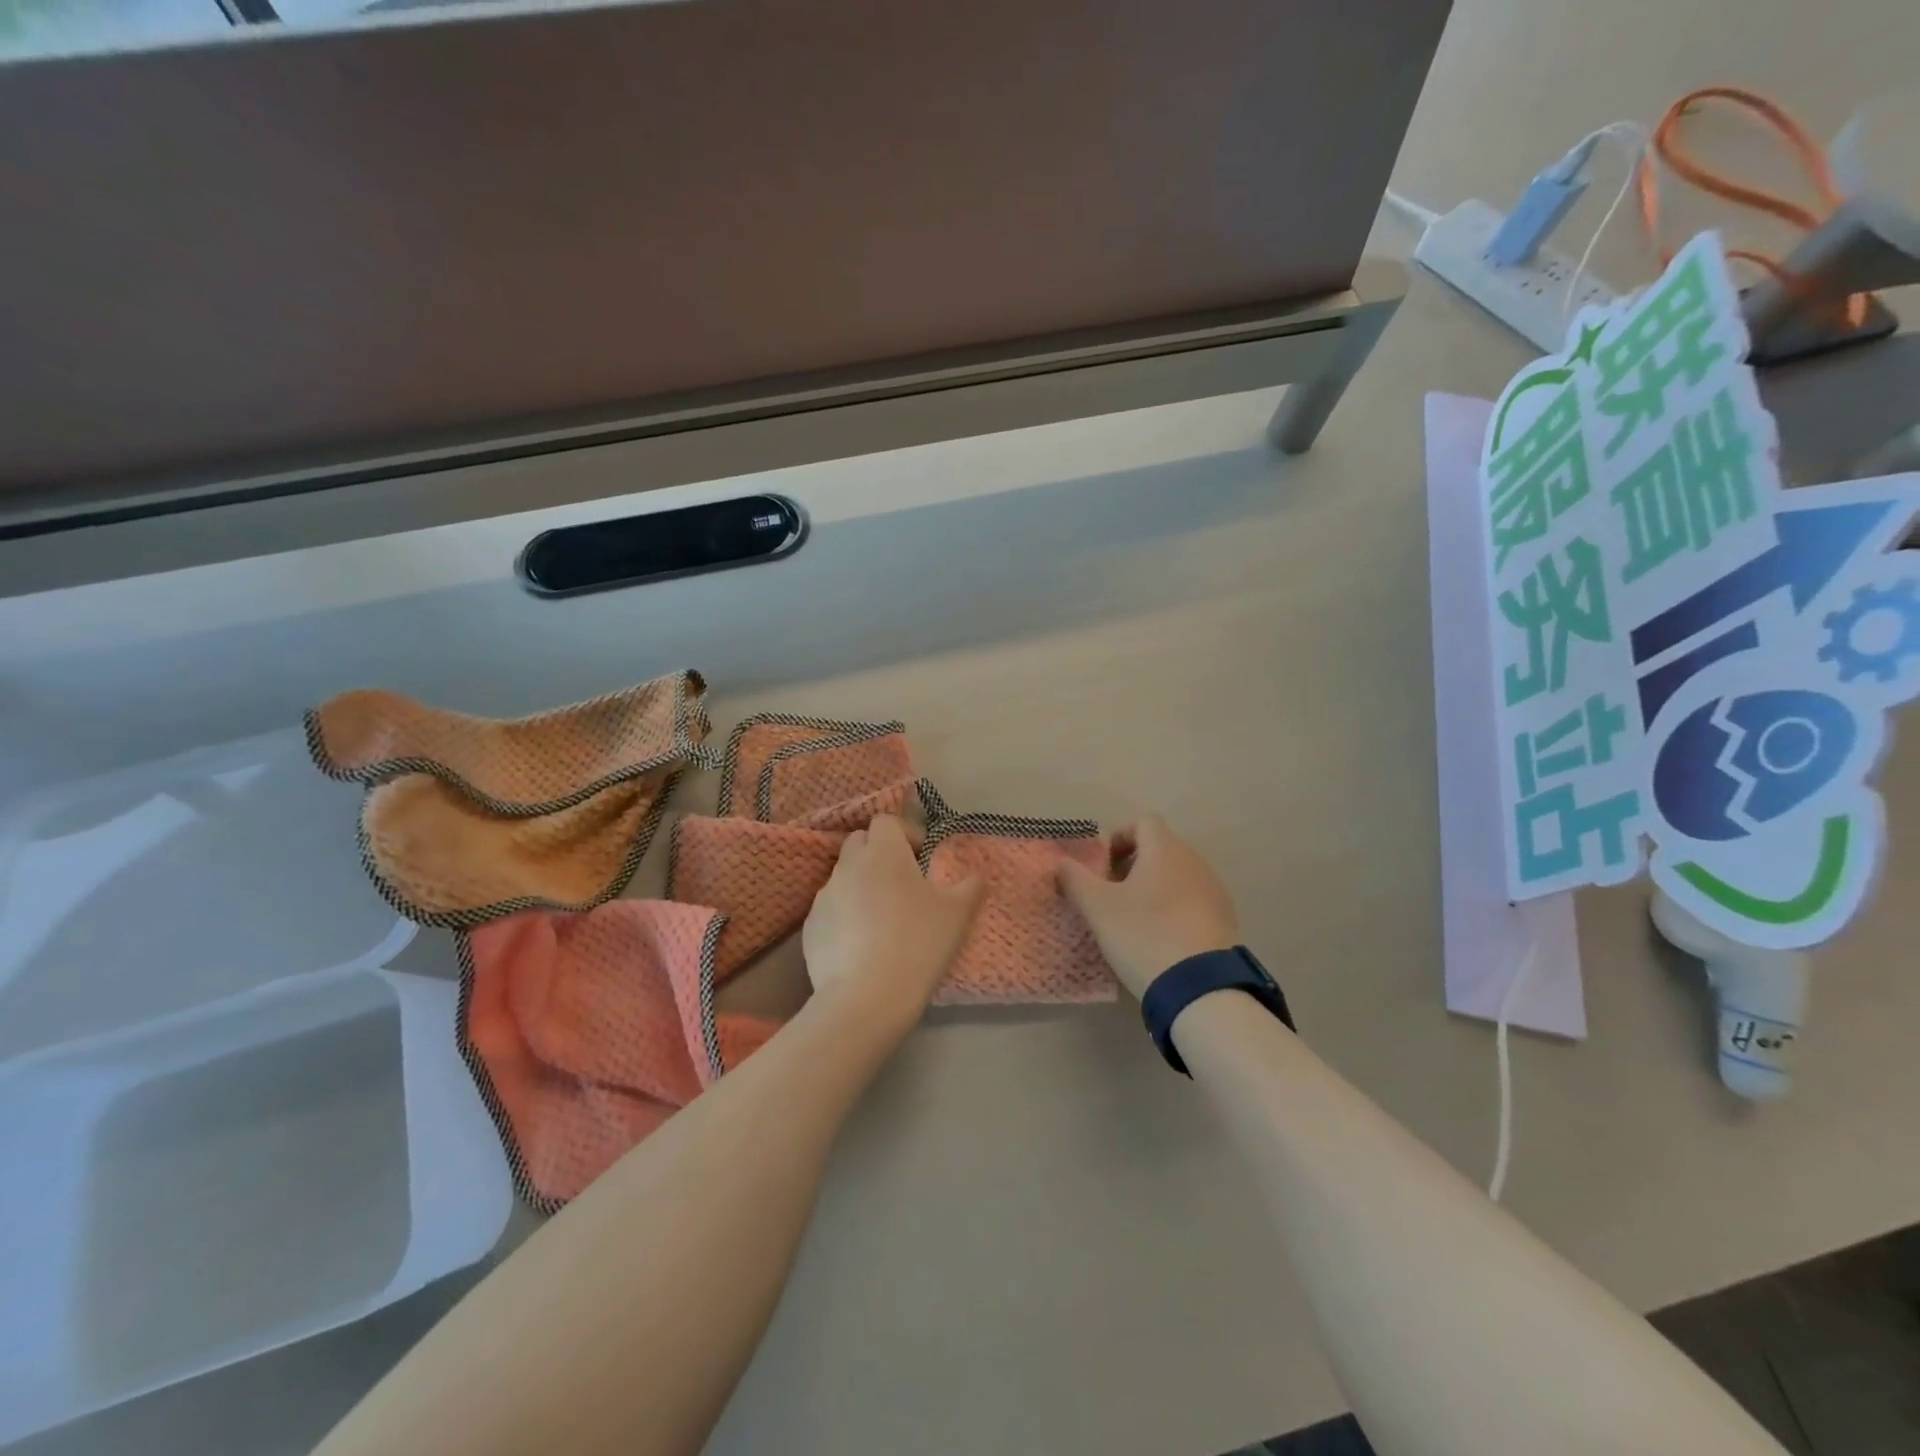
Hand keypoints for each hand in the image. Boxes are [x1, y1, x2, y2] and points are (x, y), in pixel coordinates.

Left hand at [802, 814, 983, 1034]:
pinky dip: (845, 916)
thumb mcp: (958, 913)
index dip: (905, 834)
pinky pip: (831, 909)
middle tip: (902, 883)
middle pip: (859, 842)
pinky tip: (862, 944)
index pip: (886, 821)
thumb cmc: (918, 943)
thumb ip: (970, 885)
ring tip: (882, 918)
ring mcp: (824, 896)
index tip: (921, 859)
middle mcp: (849, 866)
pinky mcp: (810, 927)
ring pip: (844, 876)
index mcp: (884, 852)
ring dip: (862, 885)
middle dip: (878, 853)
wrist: (867, 997)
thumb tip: (974, 875)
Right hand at [1057, 815, 1238, 997]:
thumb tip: (1061, 863)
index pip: (1142, 822)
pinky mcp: (1226, 918)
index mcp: (1165, 849)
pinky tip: (1161, 938)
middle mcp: (1194, 860)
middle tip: (1112, 896)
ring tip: (1135, 920)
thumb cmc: (1143, 934)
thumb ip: (1074, 879)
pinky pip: (1193, 900)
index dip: (1119, 838)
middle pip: (1160, 848)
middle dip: (1133, 866)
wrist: (1200, 987)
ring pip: (1177, 875)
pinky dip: (1174, 908)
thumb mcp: (1097, 908)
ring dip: (1154, 888)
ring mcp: (1214, 889)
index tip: (1103, 868)